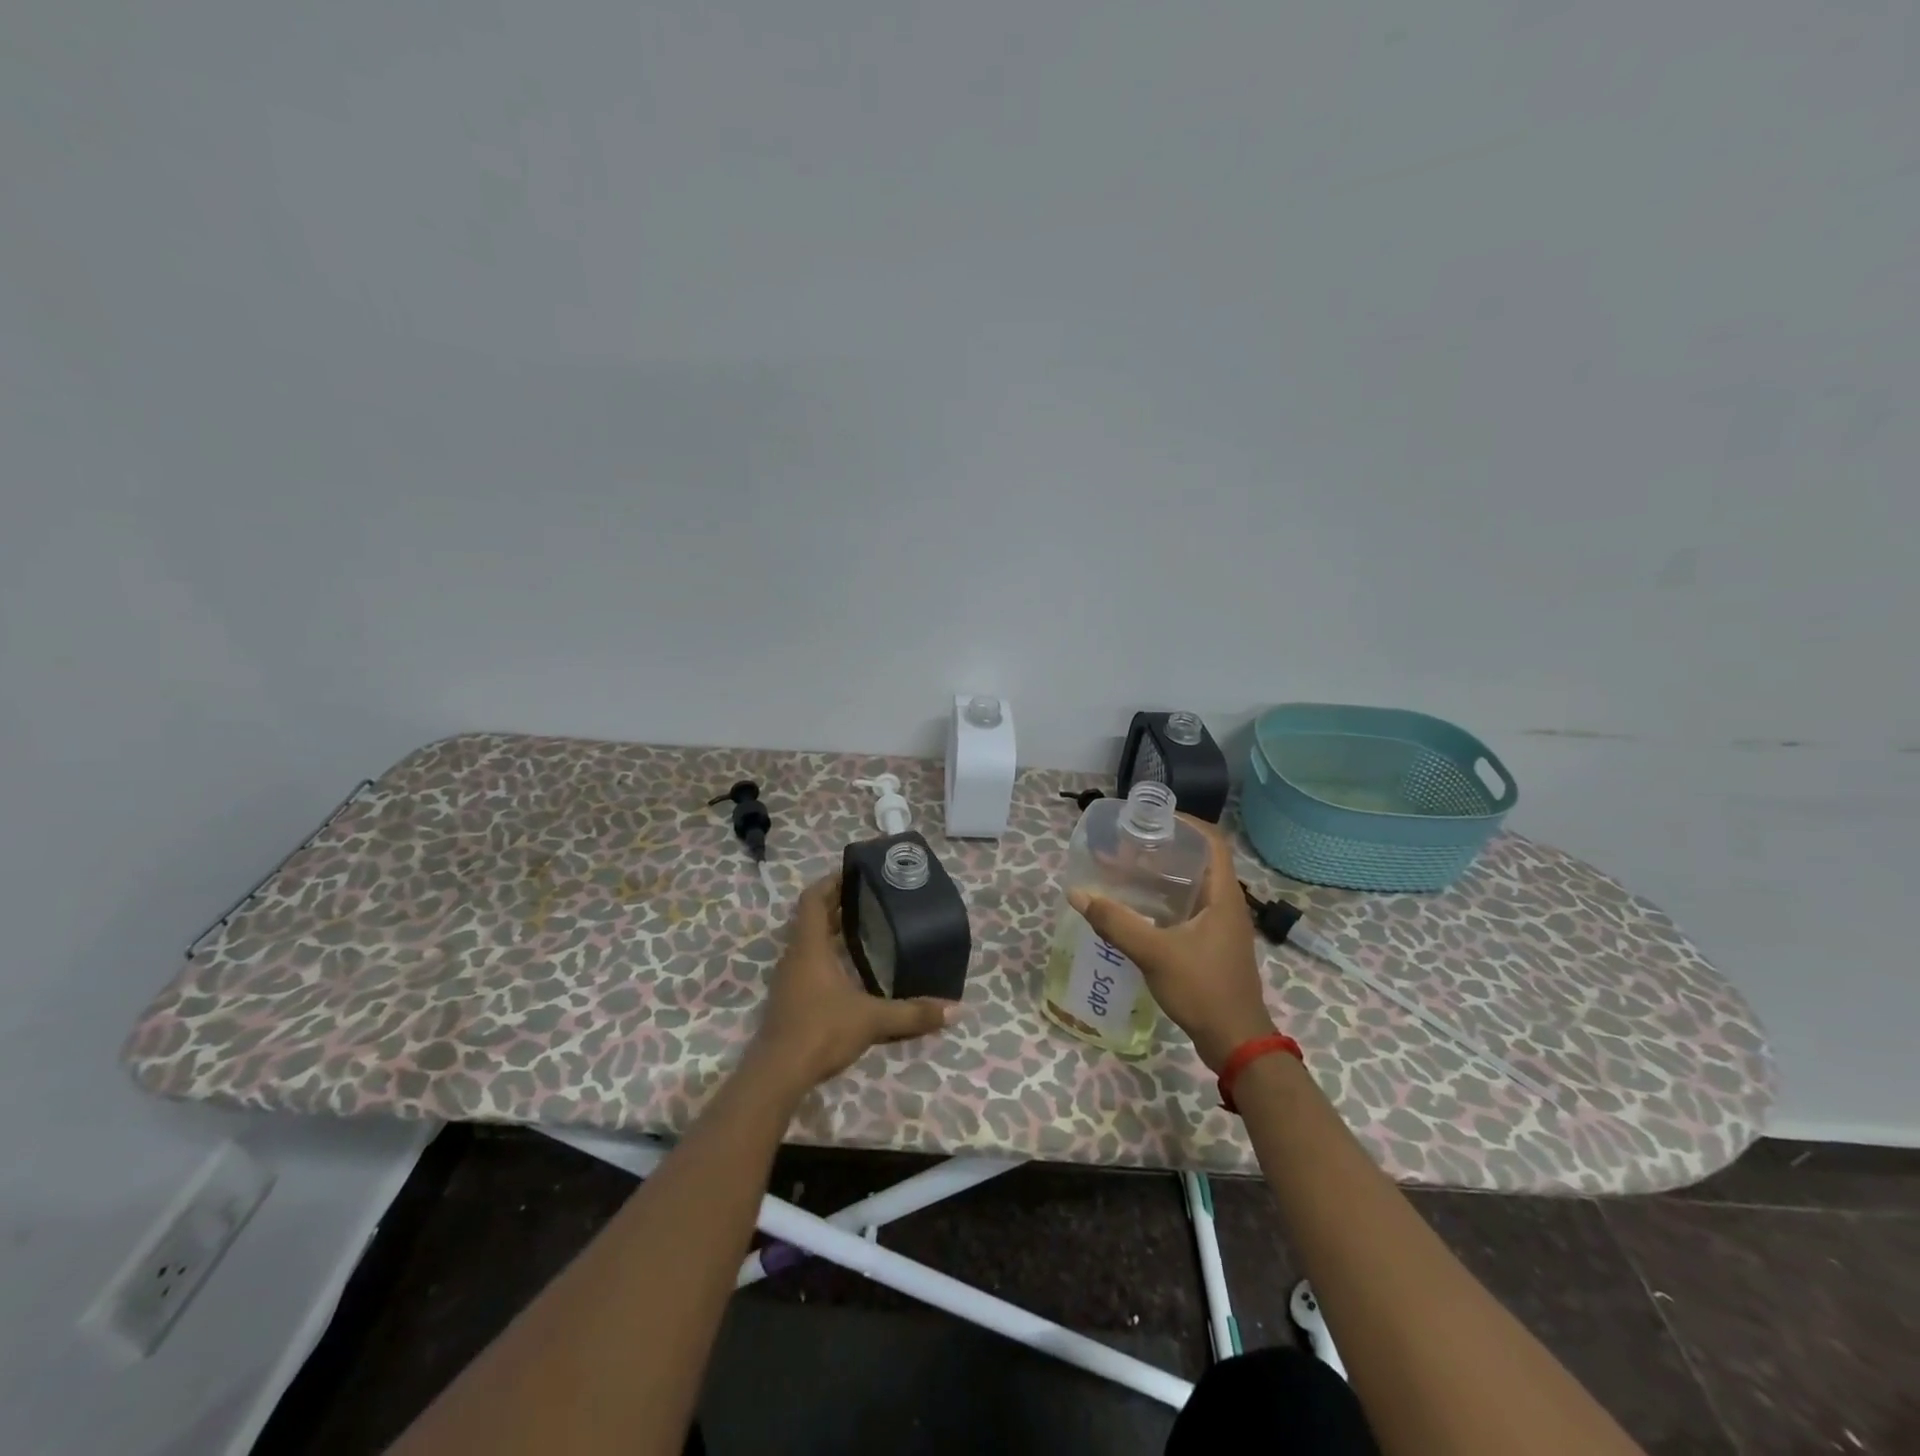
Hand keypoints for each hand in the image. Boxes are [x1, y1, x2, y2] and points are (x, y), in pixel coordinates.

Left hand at [750, 873, 958, 1093]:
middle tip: (870, 899)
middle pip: (812, 918)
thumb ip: (912, 1013)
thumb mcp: (872, 1019)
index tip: (855, 874)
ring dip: (832, 931)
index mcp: (808, 947)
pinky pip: (808, 963)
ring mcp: (788, 979)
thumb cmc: (821, 1030)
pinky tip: (851, 969)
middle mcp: (794, 956)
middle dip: (838, 905)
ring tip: (865, 928)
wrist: (777, 1075)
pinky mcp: (789, 1000)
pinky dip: (828, 955)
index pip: (813, 900)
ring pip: (809, 942)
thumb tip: (955, 1009)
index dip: (831, 882)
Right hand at [1069, 819, 1277, 1071]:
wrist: (1235, 1042)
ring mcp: (1222, 926)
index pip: (1213, 841)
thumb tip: (1078, 894)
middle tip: (1131, 845)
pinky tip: (1139, 909)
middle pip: (1201, 861)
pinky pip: (1190, 909)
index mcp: (1224, 895)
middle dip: (1166, 848)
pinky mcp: (1213, 945)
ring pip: (1194, 887)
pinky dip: (1166, 901)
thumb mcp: (1154, 953)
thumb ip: (1115, 922)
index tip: (1152, 820)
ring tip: (1129, 871)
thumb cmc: (1202, 989)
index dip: (1186, 823)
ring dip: (1165, 876)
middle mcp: (1227, 904)